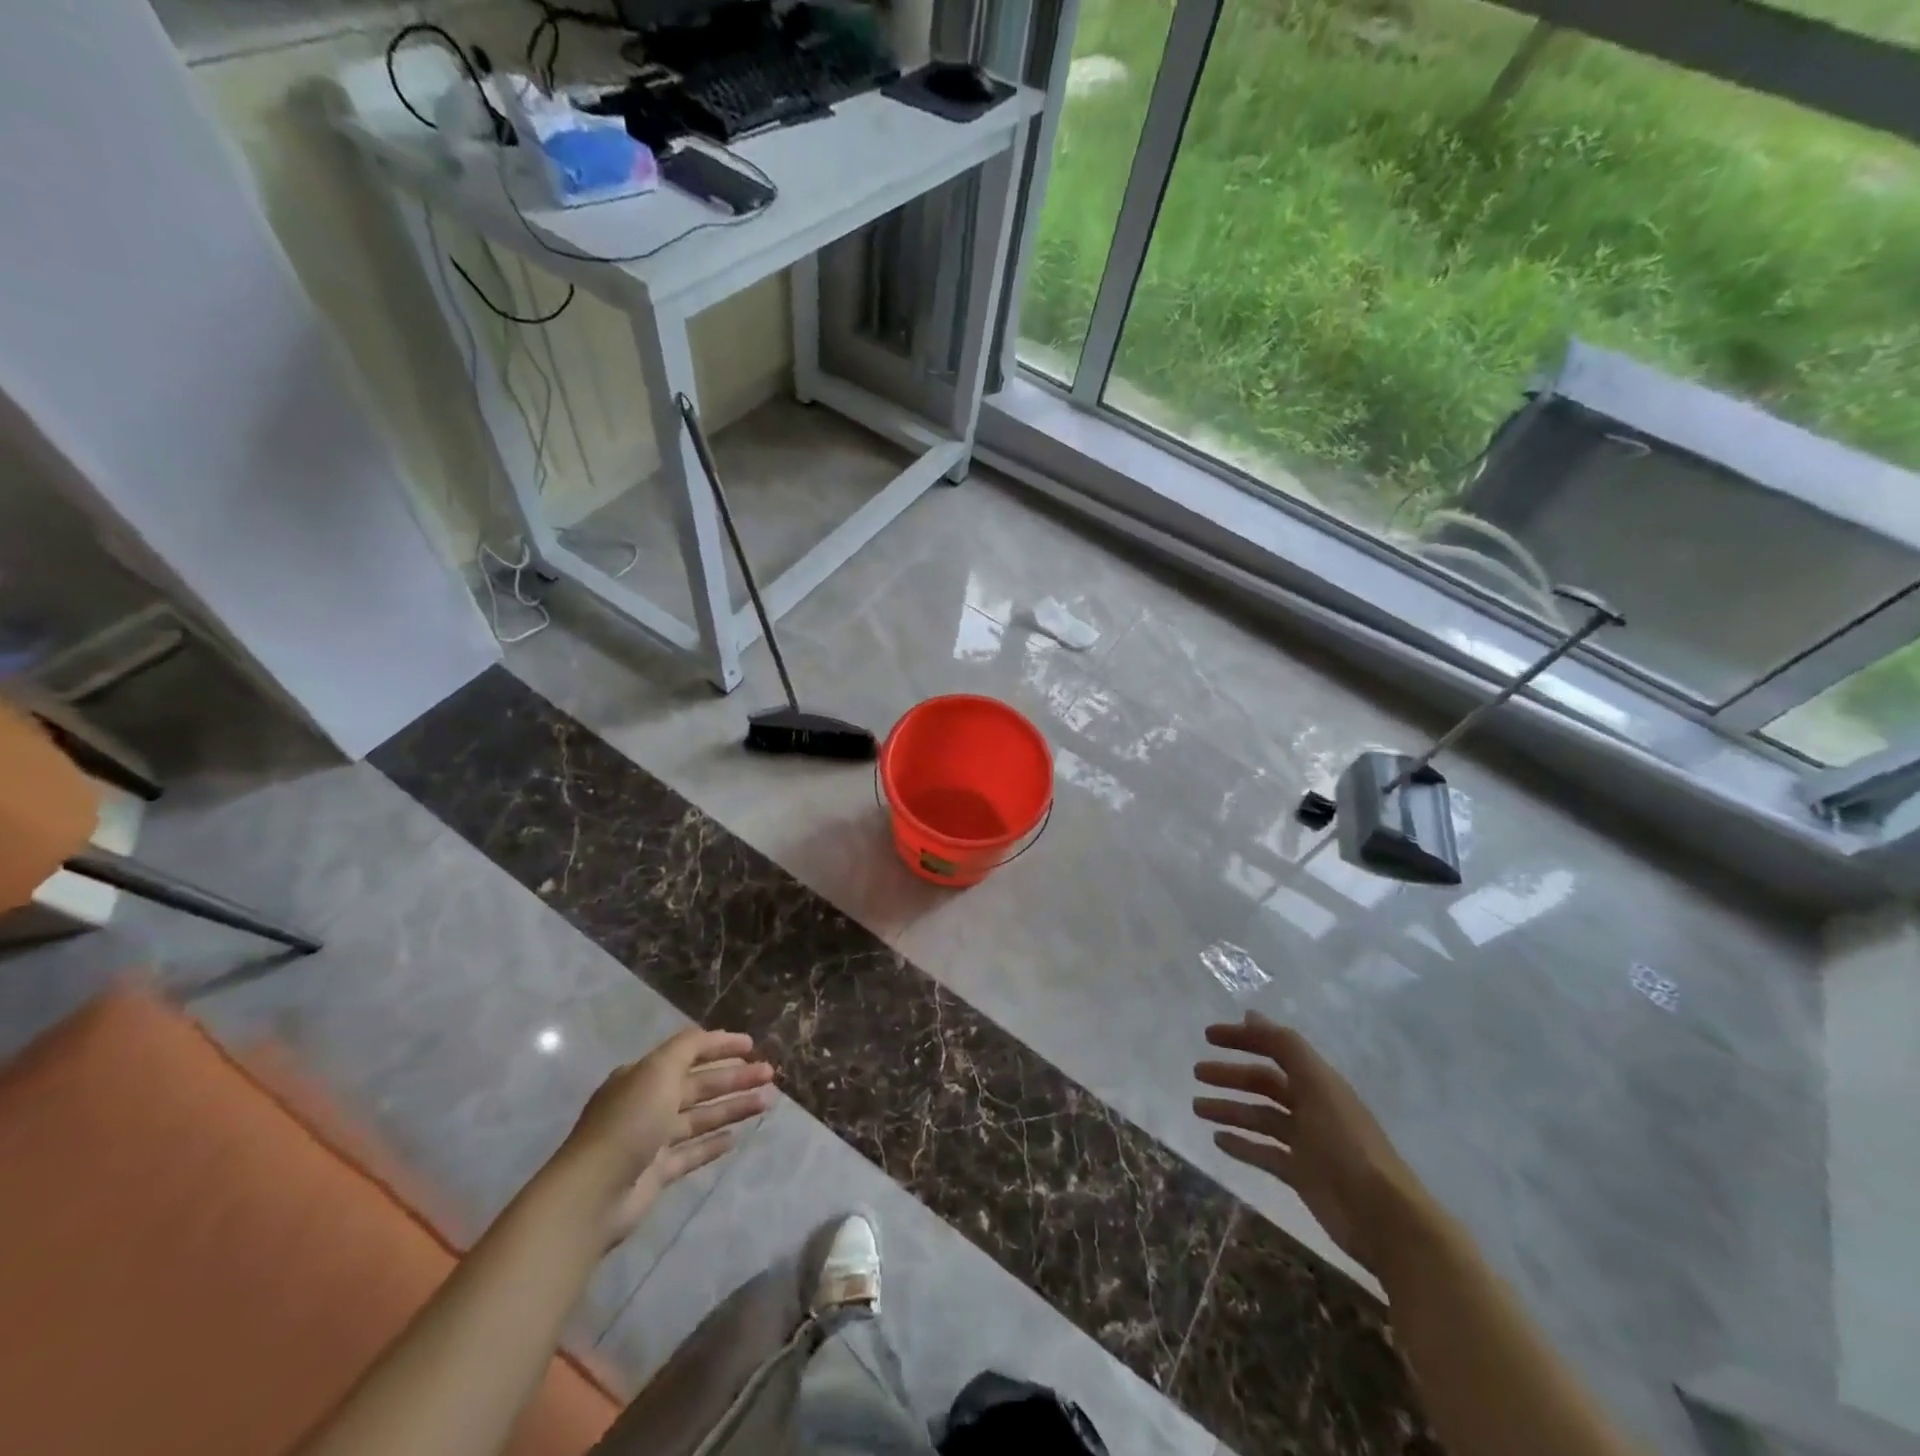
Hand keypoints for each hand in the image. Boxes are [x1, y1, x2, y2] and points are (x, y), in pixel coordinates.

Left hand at [557, 1027, 774, 1246]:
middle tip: (769, 1074)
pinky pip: (691, 1152)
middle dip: (735, 1077)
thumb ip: (688, 1047)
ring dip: (732, 1107)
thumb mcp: (658, 1070)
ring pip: (701, 1117)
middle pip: (699, 1085)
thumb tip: (711, 1035)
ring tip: (766, 1102)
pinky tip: (736, 1138)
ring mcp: (652, 1139)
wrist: (593, 1193)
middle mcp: (648, 1103)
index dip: (720, 1045)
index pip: (688, 1052)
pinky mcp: (657, 1172)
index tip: (751, 1044)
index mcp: (644, 1075)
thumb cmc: (629, 1121)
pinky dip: (713, 1143)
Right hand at [1194, 1012, 1425, 1273]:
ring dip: (1229, 1108)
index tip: (1208, 1036)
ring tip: (1197, 1107)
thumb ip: (1286, 1048)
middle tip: (1197, 1072)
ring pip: (1259, 1117)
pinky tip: (1218, 1140)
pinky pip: (1264, 1152)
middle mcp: (1310, 1106)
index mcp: (1317, 1081)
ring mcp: (1305, 1141)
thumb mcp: (1318, 1085)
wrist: (1383, 1218)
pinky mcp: (1301, 1173)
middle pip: (1263, 1083)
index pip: (1274, 1049)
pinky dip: (1241, 1144)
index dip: (1243, 1038)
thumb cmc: (1347, 1143)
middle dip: (1230, 1075)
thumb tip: (1251, 1014)